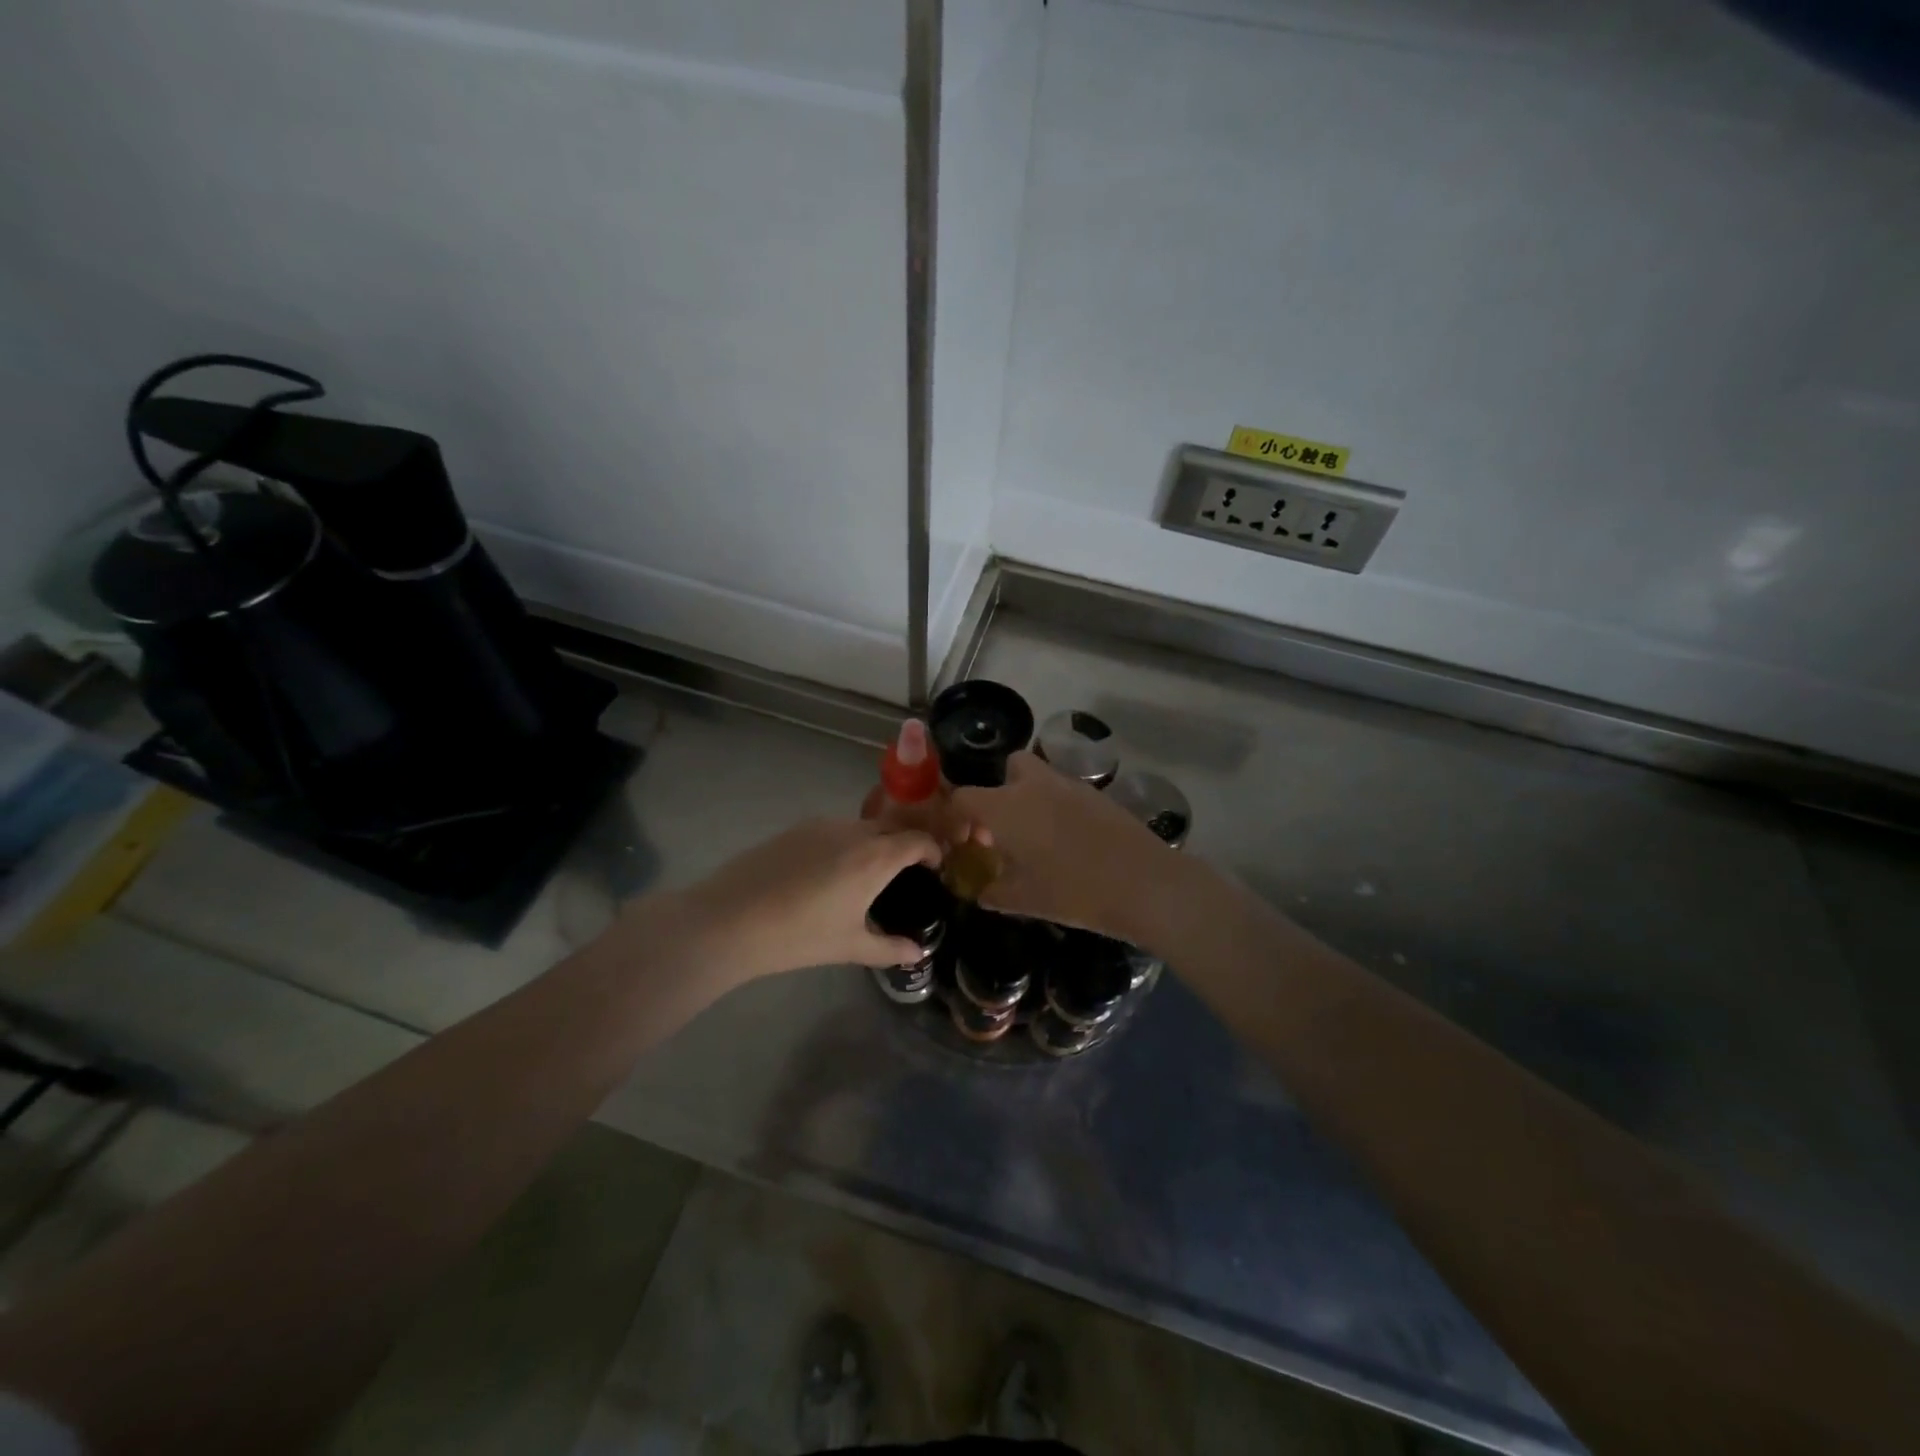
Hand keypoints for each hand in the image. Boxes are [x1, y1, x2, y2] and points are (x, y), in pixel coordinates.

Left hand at [673, 817, 943, 980]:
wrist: (731, 920)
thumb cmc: (799, 936)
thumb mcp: (850, 947)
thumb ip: (889, 948)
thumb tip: (918, 954)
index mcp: (875, 857)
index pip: (918, 840)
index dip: (933, 850)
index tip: (935, 867)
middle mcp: (854, 831)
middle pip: (893, 826)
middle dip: (906, 843)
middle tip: (907, 871)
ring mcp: (822, 825)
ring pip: (862, 826)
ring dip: (875, 841)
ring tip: (868, 872)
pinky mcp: (796, 828)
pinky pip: (835, 828)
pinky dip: (847, 842)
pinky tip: (831, 871)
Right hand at [947, 751, 1174, 941]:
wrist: (1142, 883)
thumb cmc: (1072, 891)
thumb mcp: (1023, 900)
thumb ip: (993, 892)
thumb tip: (981, 891)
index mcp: (1005, 807)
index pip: (963, 797)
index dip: (955, 818)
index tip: (964, 843)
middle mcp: (1034, 785)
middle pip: (1008, 767)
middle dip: (1001, 791)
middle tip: (1005, 830)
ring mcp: (1070, 785)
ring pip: (1040, 777)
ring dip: (1031, 798)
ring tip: (1038, 838)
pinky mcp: (1098, 795)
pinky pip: (1067, 792)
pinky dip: (1059, 808)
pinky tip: (1070, 842)